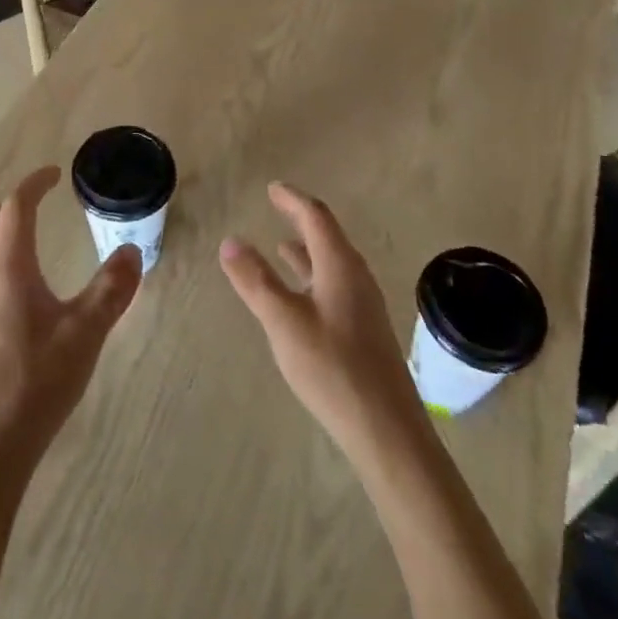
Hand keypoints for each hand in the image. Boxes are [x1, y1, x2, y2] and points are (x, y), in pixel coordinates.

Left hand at [0, 166, 141, 472]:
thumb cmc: (36, 383)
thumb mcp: (85, 334)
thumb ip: (111, 289)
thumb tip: (131, 251)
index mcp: (9, 270)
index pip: (16, 208)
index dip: (34, 184)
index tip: (56, 174)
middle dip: (13, 204)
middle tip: (43, 202)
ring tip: (29, 236)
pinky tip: (16, 285)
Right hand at [220, 183, 430, 466]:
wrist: (387, 430)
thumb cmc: (333, 368)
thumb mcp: (284, 321)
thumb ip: (256, 280)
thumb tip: (230, 241)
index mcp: (340, 266)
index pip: (315, 217)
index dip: (292, 200)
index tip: (272, 188)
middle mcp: (356, 277)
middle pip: (328, 236)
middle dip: (301, 219)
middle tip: (278, 206)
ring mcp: (363, 305)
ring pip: (332, 264)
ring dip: (307, 249)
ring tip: (283, 245)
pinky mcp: (364, 330)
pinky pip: (334, 285)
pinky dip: (313, 276)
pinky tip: (301, 295)